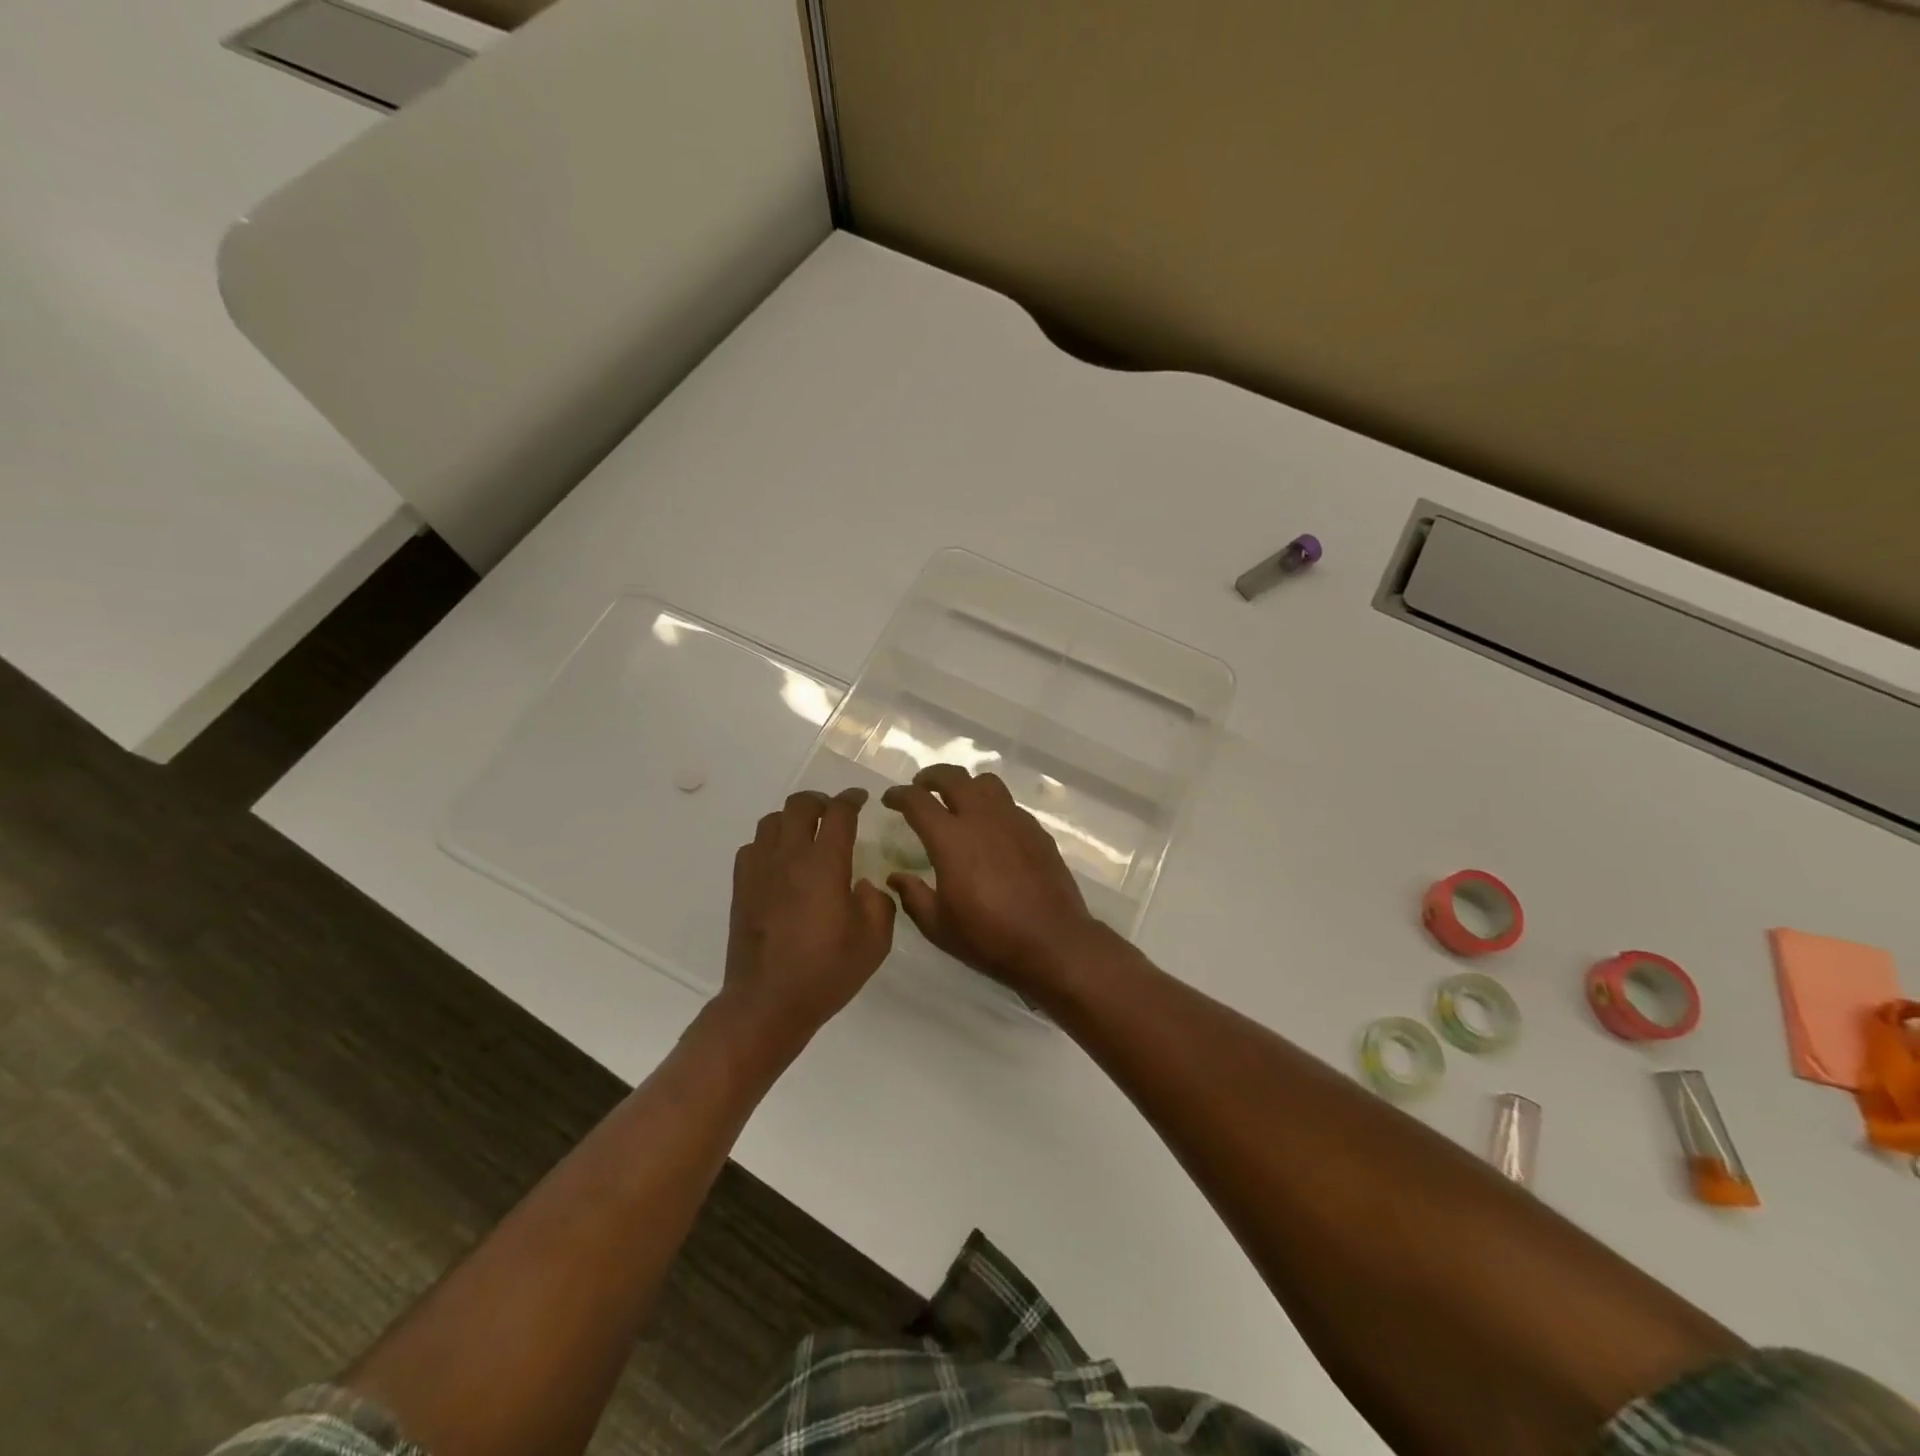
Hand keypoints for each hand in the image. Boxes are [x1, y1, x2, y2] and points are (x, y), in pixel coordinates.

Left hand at [721, 789, 895, 1050]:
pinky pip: (753, 847)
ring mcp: (760, 870)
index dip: (851, 799)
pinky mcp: (741, 887)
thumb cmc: (826, 972)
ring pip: (772, 821)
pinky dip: (770, 843)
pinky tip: (781, 861)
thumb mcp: (875, 941)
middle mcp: (789, 857)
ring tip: (806, 833)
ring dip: (792, 818)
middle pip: (799, 806)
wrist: (767, 1003)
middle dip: (820, 801)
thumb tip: (863, 884)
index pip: (838, 813)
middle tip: (834, 812)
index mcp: (825, 864)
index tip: (861, 799)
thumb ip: (878, 902)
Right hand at [881, 765, 1104, 1001]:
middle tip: (921, 787)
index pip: (918, 802)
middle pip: (953, 777)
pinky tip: (990, 828)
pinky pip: (1009, 804)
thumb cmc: (989, 937)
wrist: (1053, 942)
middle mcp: (982, 818)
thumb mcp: (938, 926)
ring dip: (965, 784)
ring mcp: (1013, 821)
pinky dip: (992, 805)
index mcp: (951, 839)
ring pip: (986, 783)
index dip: (899, 795)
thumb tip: (896, 877)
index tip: (890, 799)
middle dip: (931, 776)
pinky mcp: (1036, 831)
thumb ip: (913, 896)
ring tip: (957, 800)